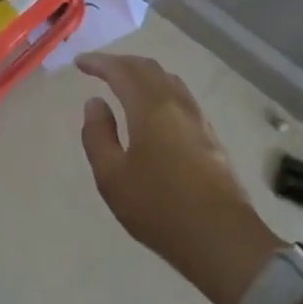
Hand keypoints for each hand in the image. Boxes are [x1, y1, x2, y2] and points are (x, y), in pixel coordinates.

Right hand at [78, 52, 282, 303]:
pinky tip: (154, 109)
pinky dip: (160, 90)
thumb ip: (98, 135)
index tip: (79, 62)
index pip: (121, 71)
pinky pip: (181, 97)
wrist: (223, 240)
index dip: (99, 62)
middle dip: (121, 63)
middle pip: (148, 68)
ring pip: (168, 80)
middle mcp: (176, 104)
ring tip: (125, 84)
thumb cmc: (159, 208)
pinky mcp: (211, 137)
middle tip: (99, 68)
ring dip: (143, 74)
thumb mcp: (112, 177)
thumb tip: (95, 103)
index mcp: (150, 107)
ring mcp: (198, 120)